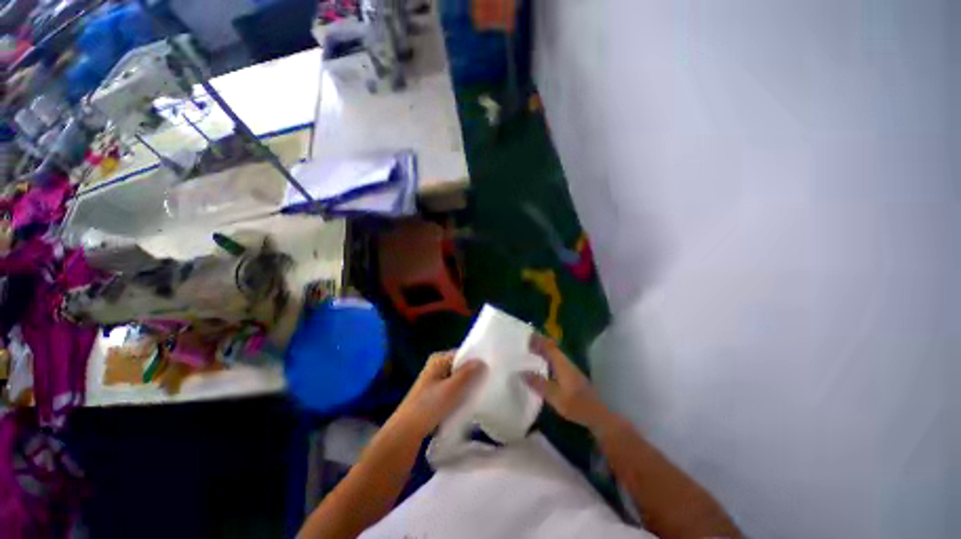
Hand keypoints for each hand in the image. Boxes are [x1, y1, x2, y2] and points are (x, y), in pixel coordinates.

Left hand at [390, 350, 485, 438]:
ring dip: (468, 387)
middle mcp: (437, 366)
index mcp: (439, 359)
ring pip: (459, 380)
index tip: (491, 370)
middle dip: (473, 375)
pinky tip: (469, 404)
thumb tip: (483, 362)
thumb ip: (468, 374)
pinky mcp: (435, 395)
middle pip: (461, 367)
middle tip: (488, 384)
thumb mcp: (451, 389)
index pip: (463, 354)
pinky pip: (454, 390)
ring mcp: (435, 381)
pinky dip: (461, 395)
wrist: (405, 434)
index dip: (477, 361)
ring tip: (481, 394)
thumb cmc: (428, 407)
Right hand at [522, 334, 610, 430]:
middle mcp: (566, 363)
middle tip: (526, 344)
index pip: (549, 347)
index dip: (539, 340)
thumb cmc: (575, 404)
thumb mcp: (554, 396)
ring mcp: (570, 370)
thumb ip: (538, 383)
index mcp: (562, 364)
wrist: (597, 415)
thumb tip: (522, 372)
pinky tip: (543, 367)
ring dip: (544, 351)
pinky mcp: (572, 377)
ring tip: (532, 353)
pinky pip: (556, 362)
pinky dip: (548, 360)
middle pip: (552, 349)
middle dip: (540, 344)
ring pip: (555, 355)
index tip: (528, 336)